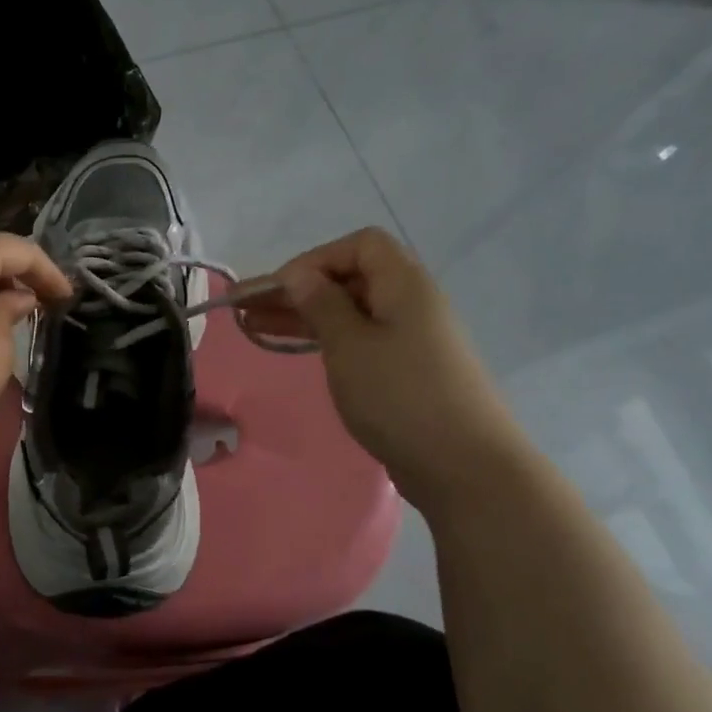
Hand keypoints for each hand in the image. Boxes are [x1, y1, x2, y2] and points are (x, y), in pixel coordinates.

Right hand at [249, 228, 531, 510]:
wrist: (463, 465)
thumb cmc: (399, 396)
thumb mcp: (349, 345)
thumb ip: (321, 305)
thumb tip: (300, 274)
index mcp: (404, 285)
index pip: (359, 246)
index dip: (314, 260)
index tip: (278, 290)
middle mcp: (412, 303)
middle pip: (351, 279)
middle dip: (298, 291)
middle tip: (247, 311)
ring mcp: (412, 339)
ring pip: (351, 313)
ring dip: (305, 316)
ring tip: (255, 328)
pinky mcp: (408, 371)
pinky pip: (361, 340)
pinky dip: (327, 340)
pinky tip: (299, 351)